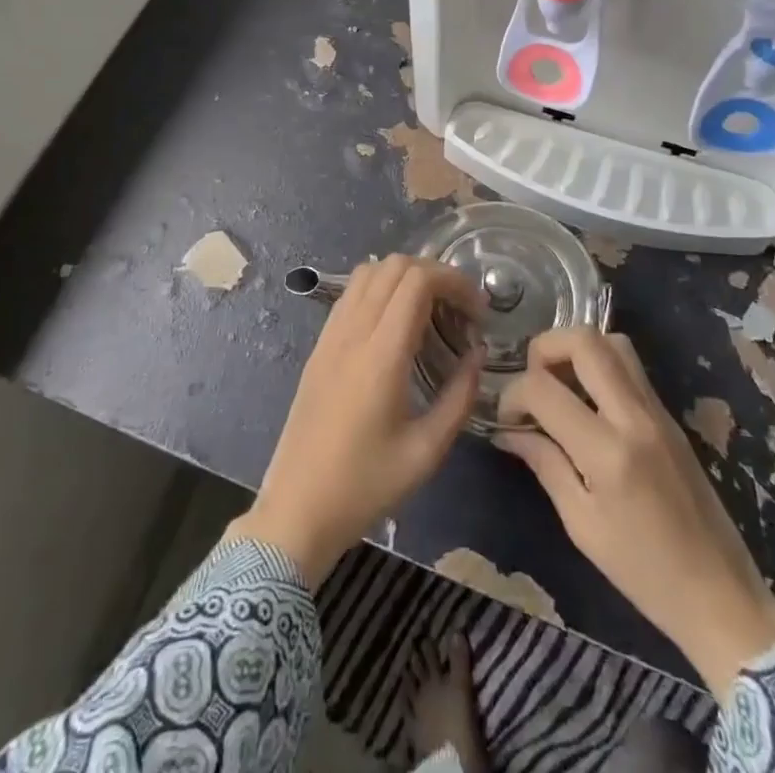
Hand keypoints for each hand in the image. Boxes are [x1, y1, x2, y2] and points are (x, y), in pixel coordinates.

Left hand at [229, 255, 485, 583]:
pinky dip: (379, 288)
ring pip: (369, 272)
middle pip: (394, 265)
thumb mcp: (427, 451)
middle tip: (459, 309)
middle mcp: (353, 332)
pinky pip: (351, 293)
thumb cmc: (365, 486)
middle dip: (435, 274)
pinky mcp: (319, 345)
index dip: (454, 281)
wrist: (297, 509)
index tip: (477, 310)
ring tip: (430, 310)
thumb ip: (459, 396)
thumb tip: (476, 354)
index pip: (417, 280)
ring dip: (405, 277)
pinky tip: (396, 323)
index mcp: (381, 354)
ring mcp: (331, 335)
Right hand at [495, 329, 774, 689]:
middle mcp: (634, 417)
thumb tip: (509, 432)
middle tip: (532, 381)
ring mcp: (658, 411)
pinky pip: (630, 367)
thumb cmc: (644, 574)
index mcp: (607, 452)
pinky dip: (600, 366)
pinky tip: (587, 402)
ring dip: (576, 350)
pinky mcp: (670, 416)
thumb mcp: (582, 526)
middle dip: (544, 348)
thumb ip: (545, 465)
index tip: (506, 419)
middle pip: (584, 340)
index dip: (512, 394)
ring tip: (559, 385)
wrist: (722, 596)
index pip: (543, 388)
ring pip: (612, 342)